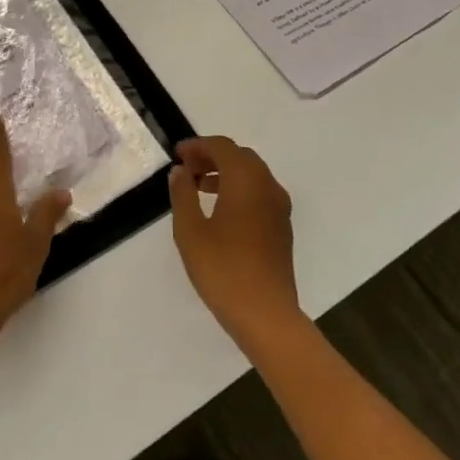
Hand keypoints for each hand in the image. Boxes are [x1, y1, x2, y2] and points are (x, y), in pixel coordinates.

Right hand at [168, 136, 303, 354]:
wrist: (266, 314)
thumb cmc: (223, 269)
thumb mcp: (190, 231)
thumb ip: (183, 194)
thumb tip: (180, 171)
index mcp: (245, 179)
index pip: (222, 146)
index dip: (198, 145)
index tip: (177, 154)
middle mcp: (267, 185)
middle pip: (240, 156)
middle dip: (212, 156)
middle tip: (186, 169)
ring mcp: (279, 206)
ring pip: (252, 174)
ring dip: (226, 173)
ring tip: (199, 188)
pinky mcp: (282, 226)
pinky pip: (260, 192)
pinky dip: (240, 189)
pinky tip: (221, 211)